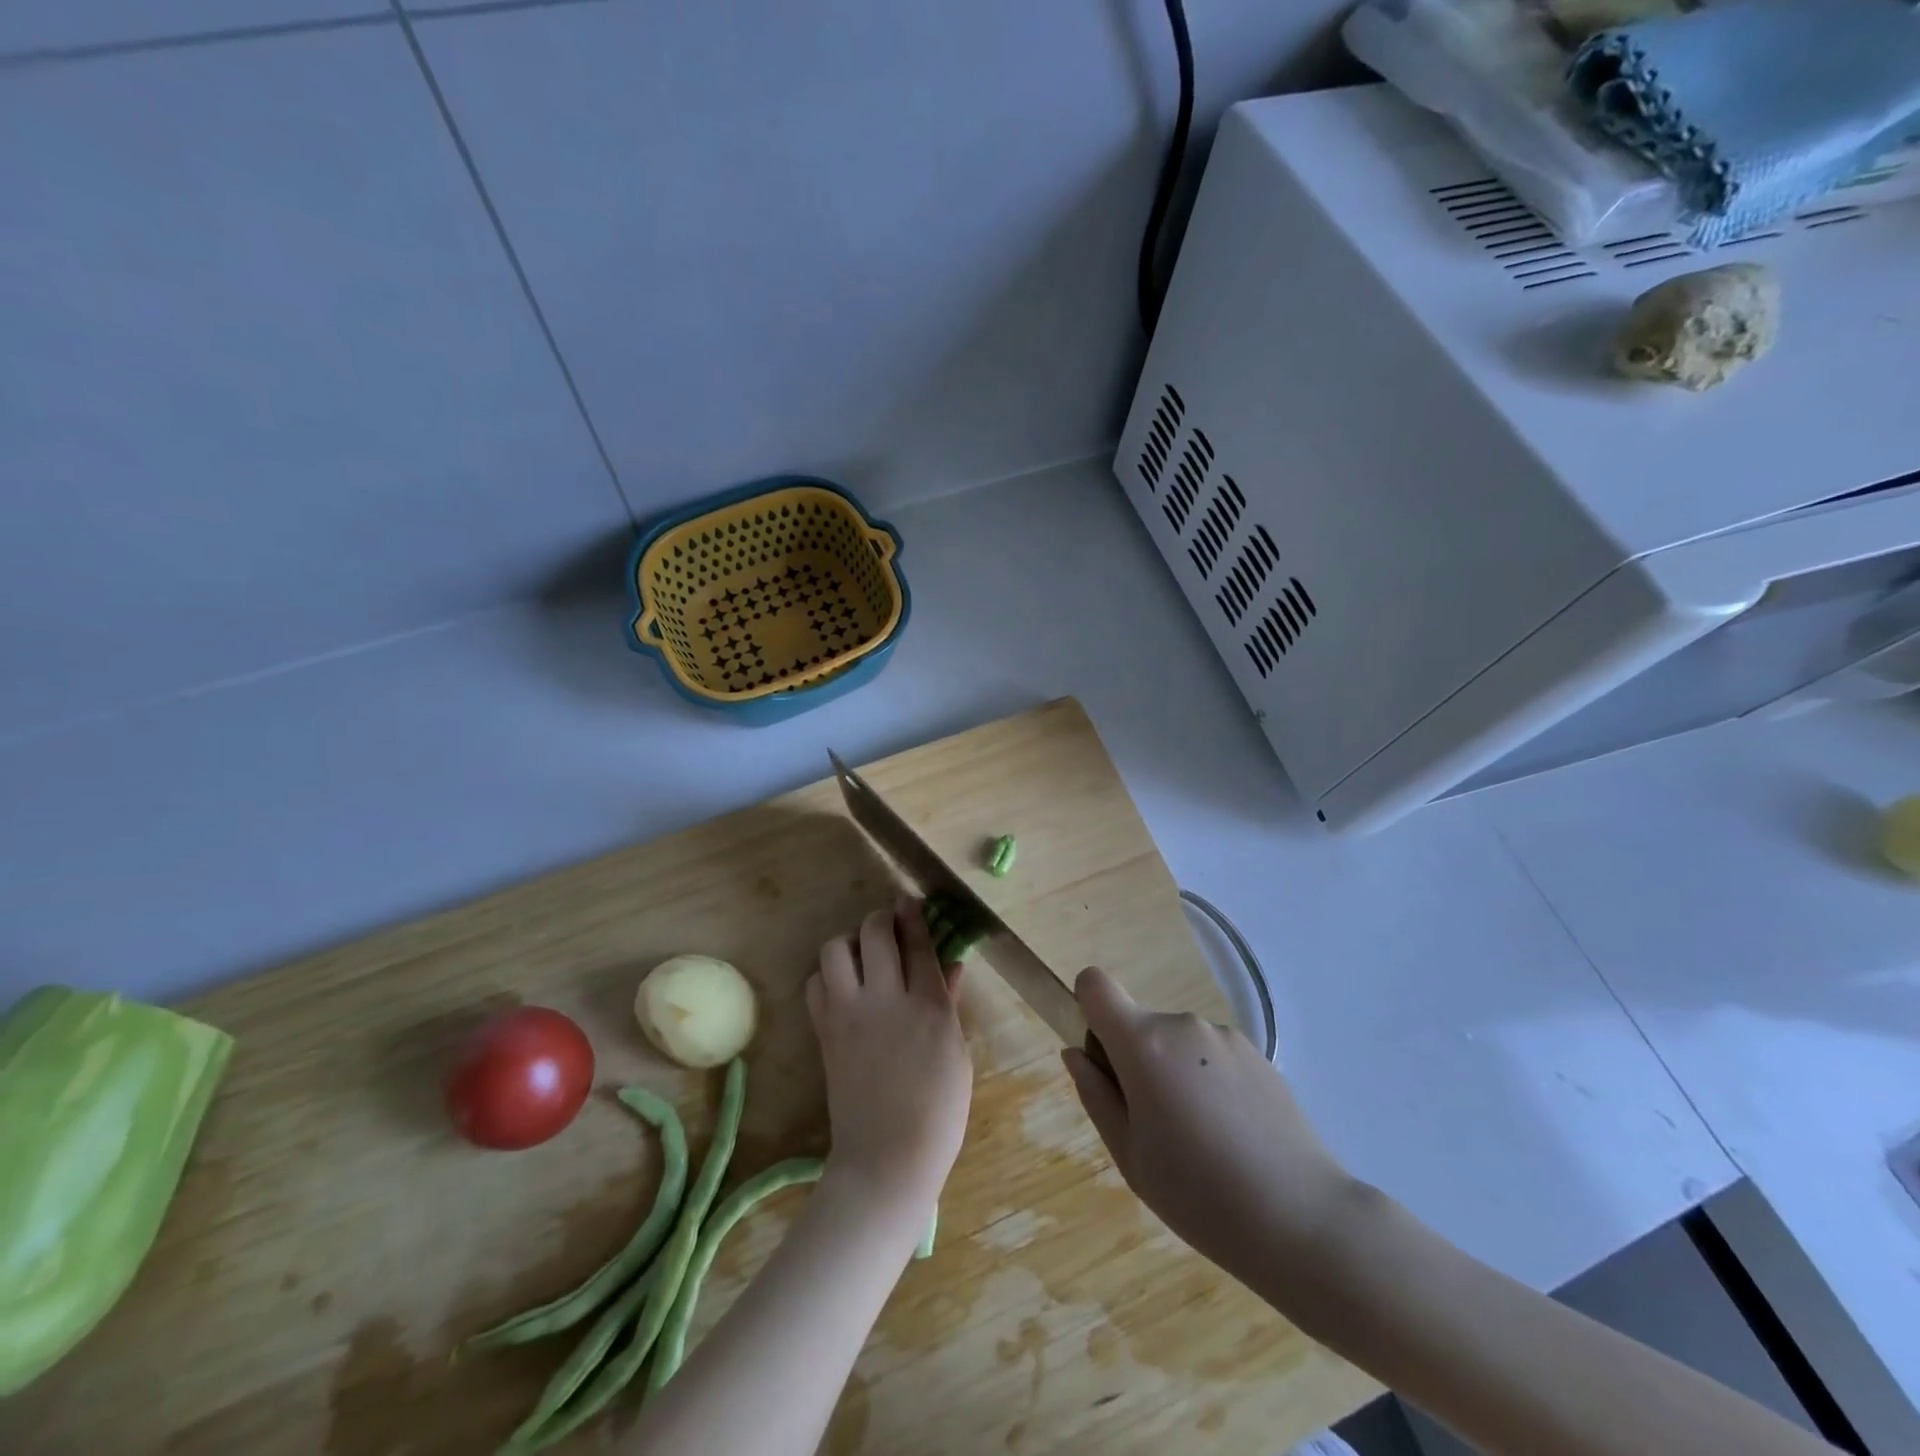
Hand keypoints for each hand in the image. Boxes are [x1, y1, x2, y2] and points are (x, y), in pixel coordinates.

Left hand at [807, 900, 971, 1226]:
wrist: (888, 1159)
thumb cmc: (938, 1111)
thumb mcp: (957, 1053)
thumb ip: (949, 1001)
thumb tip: (950, 964)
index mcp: (927, 1005)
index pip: (917, 942)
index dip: (913, 915)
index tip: (909, 901)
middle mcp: (885, 999)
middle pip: (874, 932)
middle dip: (881, 918)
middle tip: (889, 925)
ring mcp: (849, 1014)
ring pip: (836, 950)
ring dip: (849, 942)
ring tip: (862, 956)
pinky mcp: (824, 1032)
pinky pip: (815, 984)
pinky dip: (827, 976)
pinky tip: (842, 986)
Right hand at [1063, 967, 1357, 1290]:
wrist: (1303, 1220)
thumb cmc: (1199, 1196)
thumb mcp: (1129, 1156)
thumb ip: (1095, 1095)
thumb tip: (1076, 1053)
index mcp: (1143, 1044)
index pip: (1095, 985)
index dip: (1087, 1008)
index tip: (1101, 1058)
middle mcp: (1182, 1025)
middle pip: (1139, 1025)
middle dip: (1135, 1062)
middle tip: (1155, 1127)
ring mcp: (1224, 1036)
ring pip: (1177, 1044)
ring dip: (1174, 1073)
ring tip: (1201, 1139)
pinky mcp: (1259, 1054)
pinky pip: (1212, 1056)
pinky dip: (1209, 1082)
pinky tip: (1233, 1136)